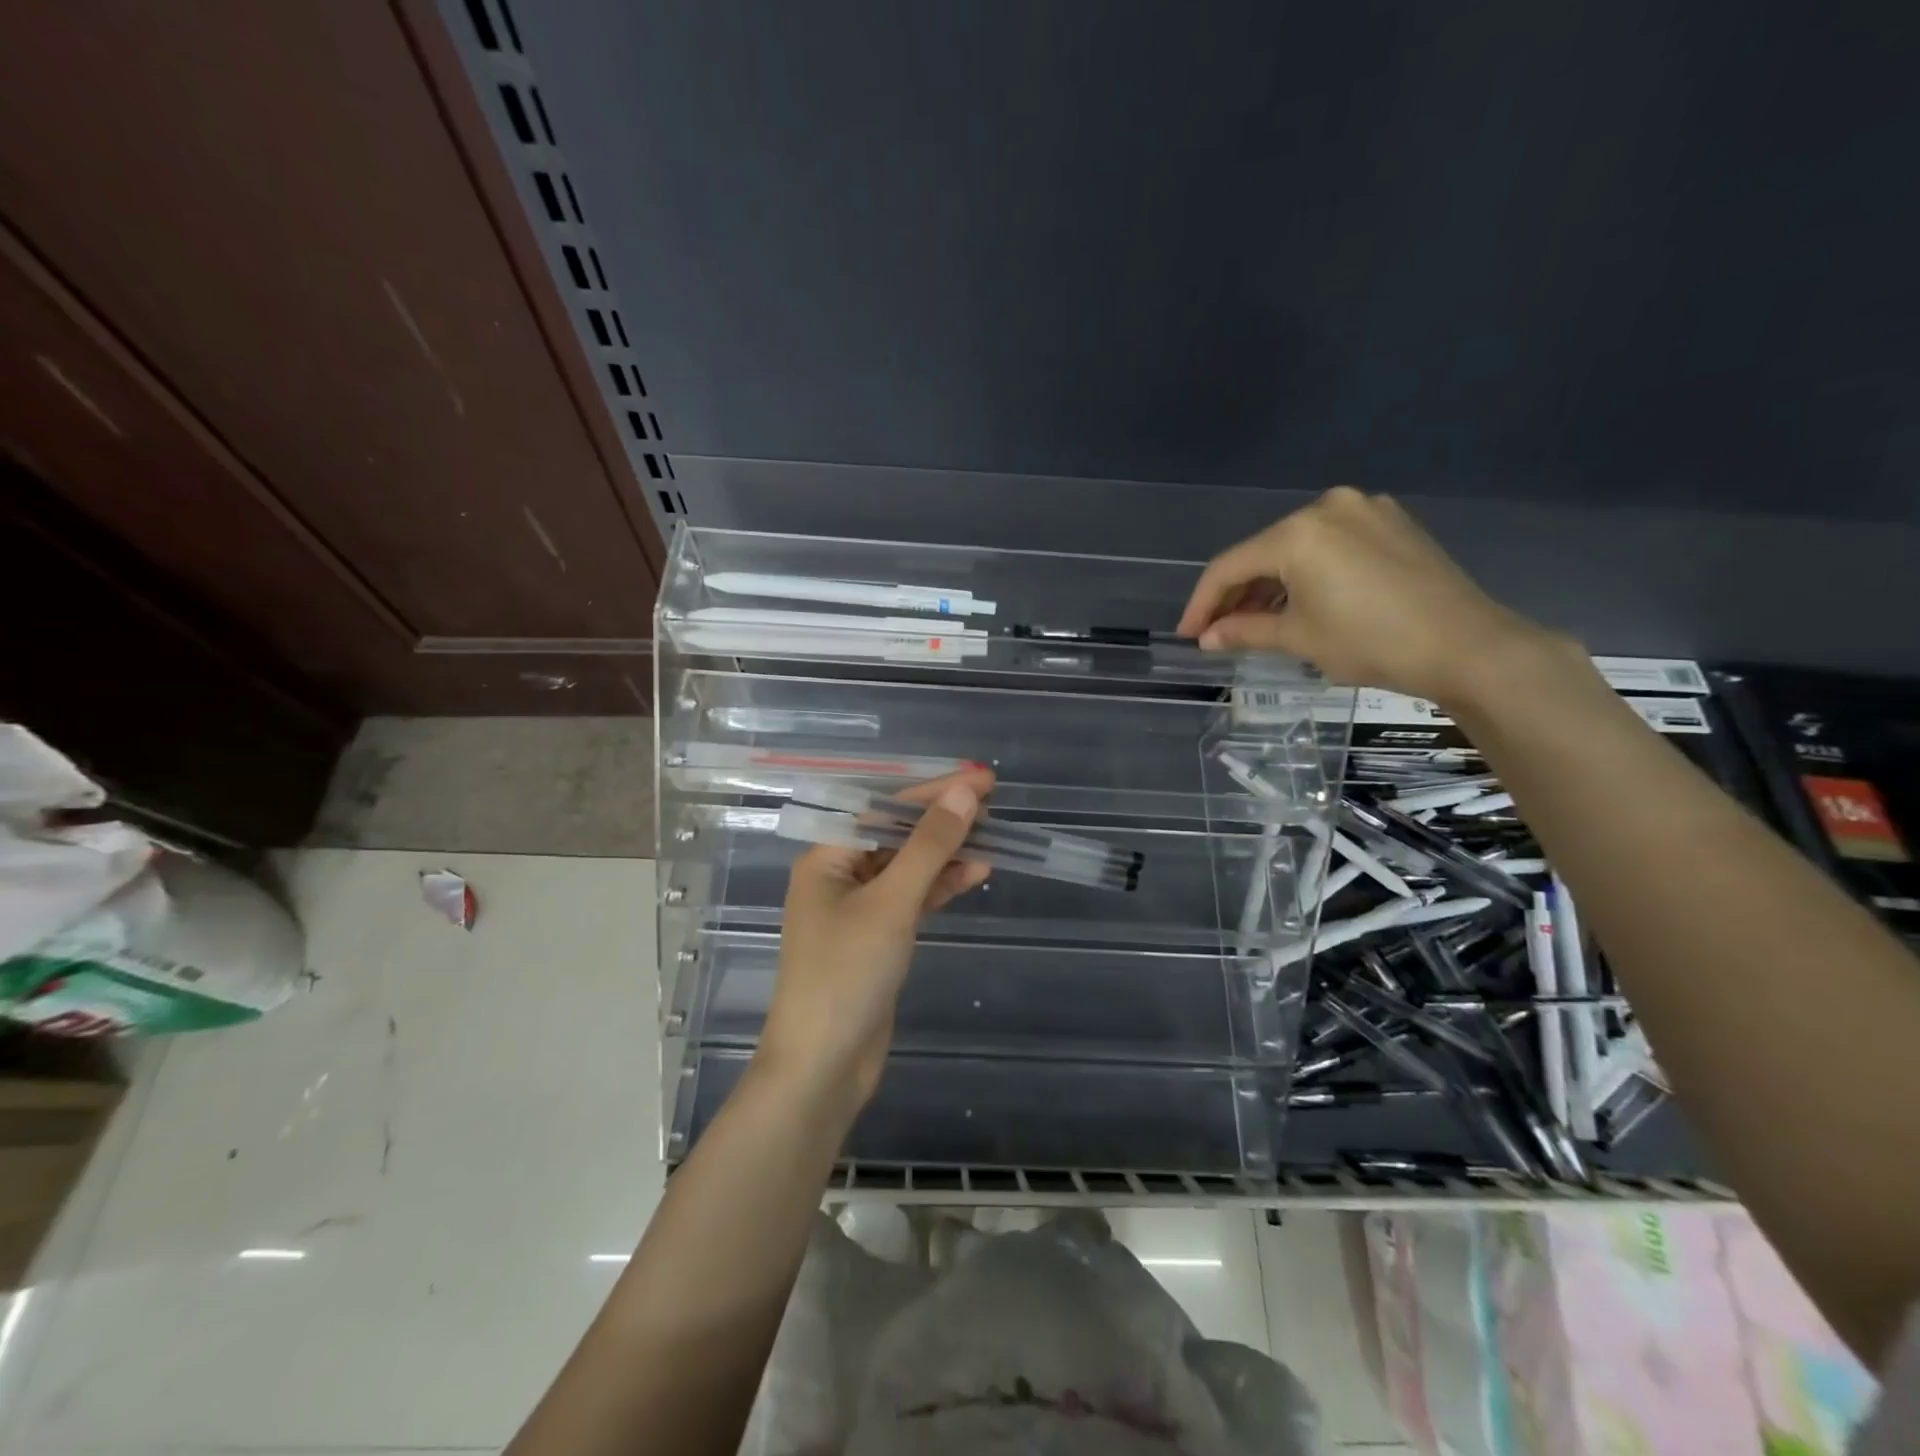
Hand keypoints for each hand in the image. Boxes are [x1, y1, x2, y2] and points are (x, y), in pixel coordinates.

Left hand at [758, 766, 994, 1110]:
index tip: (979, 777)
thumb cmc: (846, 975)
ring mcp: (859, 908)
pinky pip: (913, 898)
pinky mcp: (878, 937)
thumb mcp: (891, 904)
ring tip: (992, 834)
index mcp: (826, 857)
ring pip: (908, 866)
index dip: (933, 790)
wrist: (823, 1066)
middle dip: (941, 817)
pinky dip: (941, 885)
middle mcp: (839, 875)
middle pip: (896, 833)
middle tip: (991, 799)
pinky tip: (976, 872)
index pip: (883, 808)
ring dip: (947, 851)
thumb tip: (964, 794)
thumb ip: (928, 847)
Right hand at [1176, 486, 1570, 708]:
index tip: (1188, 635)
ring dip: (1272, 585)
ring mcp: (1366, 511)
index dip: (1202, 603)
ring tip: (1258, 623)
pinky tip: (1302, 603)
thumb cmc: (1371, 642)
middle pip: (1263, 553)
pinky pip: (1331, 546)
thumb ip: (1244, 631)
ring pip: (1297, 548)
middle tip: (1220, 632)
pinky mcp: (1392, 524)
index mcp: (1298, 532)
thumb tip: (1207, 637)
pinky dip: (1308, 574)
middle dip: (1238, 595)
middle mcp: (1328, 507)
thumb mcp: (1298, 638)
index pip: (1229, 567)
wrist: (1467, 646)